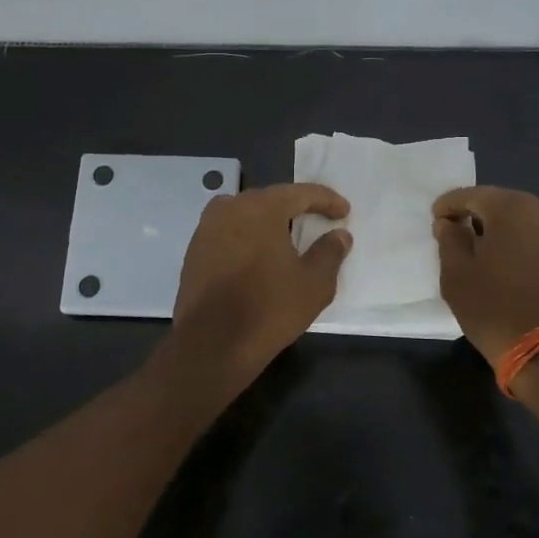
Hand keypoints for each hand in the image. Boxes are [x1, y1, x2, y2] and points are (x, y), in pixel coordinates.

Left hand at [166, 183, 351, 392]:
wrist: (212, 344)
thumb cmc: (269, 308)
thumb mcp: (314, 283)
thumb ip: (330, 252)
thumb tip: (339, 235)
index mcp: (261, 207)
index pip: (300, 193)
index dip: (326, 200)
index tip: (344, 211)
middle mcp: (229, 208)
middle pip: (270, 200)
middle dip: (296, 208)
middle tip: (318, 219)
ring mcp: (206, 229)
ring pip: (246, 215)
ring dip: (269, 223)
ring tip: (289, 238)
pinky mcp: (194, 251)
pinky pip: (229, 233)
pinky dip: (248, 238)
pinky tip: (260, 256)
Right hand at [433, 187, 538, 366]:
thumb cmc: (495, 308)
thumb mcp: (456, 275)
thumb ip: (449, 240)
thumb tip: (449, 223)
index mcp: (511, 208)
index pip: (471, 195)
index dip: (449, 205)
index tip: (436, 218)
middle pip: (502, 203)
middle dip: (478, 215)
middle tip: (459, 234)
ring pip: (527, 220)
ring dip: (506, 229)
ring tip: (489, 251)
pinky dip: (526, 244)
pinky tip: (515, 266)